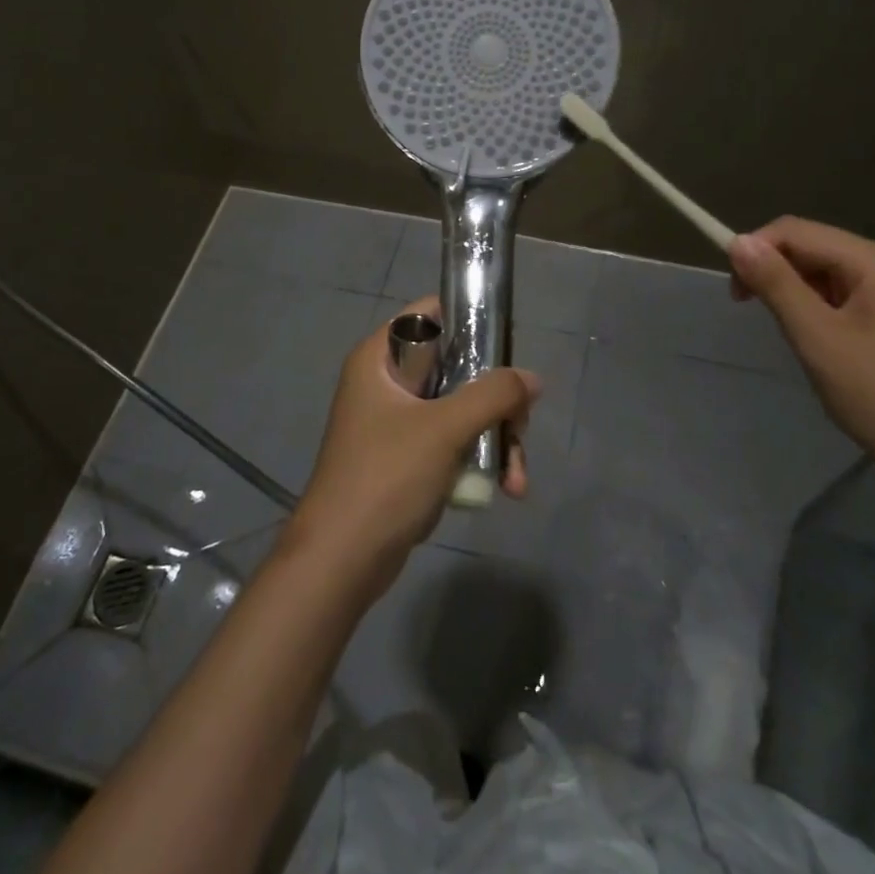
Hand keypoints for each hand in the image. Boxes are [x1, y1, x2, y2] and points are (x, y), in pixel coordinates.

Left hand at [283, 297, 540, 594]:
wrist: (342, 560)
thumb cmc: (386, 477)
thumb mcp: (445, 428)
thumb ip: (493, 395)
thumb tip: (532, 379)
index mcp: (380, 357)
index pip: (430, 313)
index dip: (470, 321)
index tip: (508, 345)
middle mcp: (387, 381)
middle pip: (456, 365)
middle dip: (496, 398)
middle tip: (520, 424)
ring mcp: (397, 421)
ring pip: (460, 407)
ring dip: (494, 436)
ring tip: (517, 476)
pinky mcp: (407, 456)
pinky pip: (453, 440)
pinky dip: (479, 457)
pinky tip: (505, 488)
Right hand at [726, 217, 874, 500]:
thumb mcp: (818, 338)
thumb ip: (777, 285)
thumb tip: (738, 241)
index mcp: (872, 261)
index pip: (795, 230)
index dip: (756, 250)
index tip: (735, 294)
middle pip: (812, 247)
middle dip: (774, 272)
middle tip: (753, 314)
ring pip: (825, 274)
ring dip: (795, 294)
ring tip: (793, 337)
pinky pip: (844, 298)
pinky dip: (818, 312)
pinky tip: (821, 346)